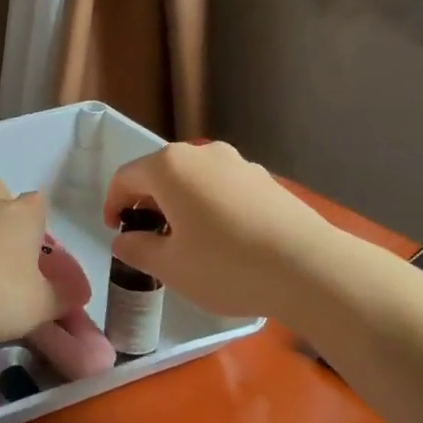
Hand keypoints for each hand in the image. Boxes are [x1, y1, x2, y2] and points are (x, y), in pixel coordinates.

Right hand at [101, 142, 321, 319]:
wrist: (309, 268)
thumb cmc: (226, 266)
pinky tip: (222, 240)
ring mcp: (239, 164)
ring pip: (194, 180)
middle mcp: (203, 154)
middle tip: (147, 238)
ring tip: (185, 242)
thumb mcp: (170, 266)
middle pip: (161, 173)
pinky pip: (222, 188)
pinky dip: (209, 206)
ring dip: (179, 204)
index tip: (116, 233)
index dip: (113, 204)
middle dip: (147, 203)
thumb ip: (138, 248)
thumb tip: (125, 239)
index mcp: (170, 167)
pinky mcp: (266, 180)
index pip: (125, 177)